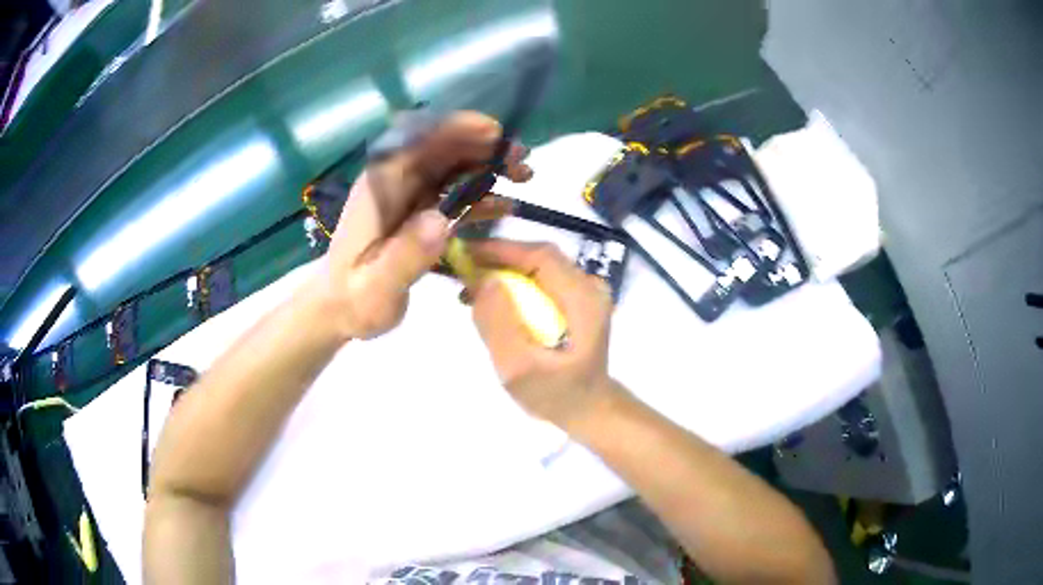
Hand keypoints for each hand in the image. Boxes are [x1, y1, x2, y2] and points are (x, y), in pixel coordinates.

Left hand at [313, 111, 531, 340]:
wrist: (342, 310)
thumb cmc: (354, 300)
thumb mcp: (376, 288)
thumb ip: (405, 257)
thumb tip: (441, 220)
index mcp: (380, 190)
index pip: (416, 143)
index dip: (454, 129)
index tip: (492, 133)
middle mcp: (395, 184)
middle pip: (441, 150)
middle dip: (483, 147)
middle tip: (522, 158)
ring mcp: (409, 197)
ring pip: (452, 168)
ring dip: (488, 167)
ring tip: (524, 176)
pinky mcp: (420, 213)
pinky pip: (454, 195)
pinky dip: (481, 196)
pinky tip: (506, 207)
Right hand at [468, 240, 622, 430]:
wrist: (586, 408)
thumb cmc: (553, 394)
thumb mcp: (518, 367)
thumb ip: (499, 323)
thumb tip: (483, 279)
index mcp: (583, 299)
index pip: (541, 256)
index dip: (501, 249)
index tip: (464, 254)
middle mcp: (590, 286)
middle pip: (539, 257)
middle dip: (498, 260)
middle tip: (462, 273)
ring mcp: (587, 292)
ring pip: (539, 267)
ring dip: (504, 271)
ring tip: (472, 290)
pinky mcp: (578, 299)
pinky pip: (543, 280)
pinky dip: (516, 284)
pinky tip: (494, 300)